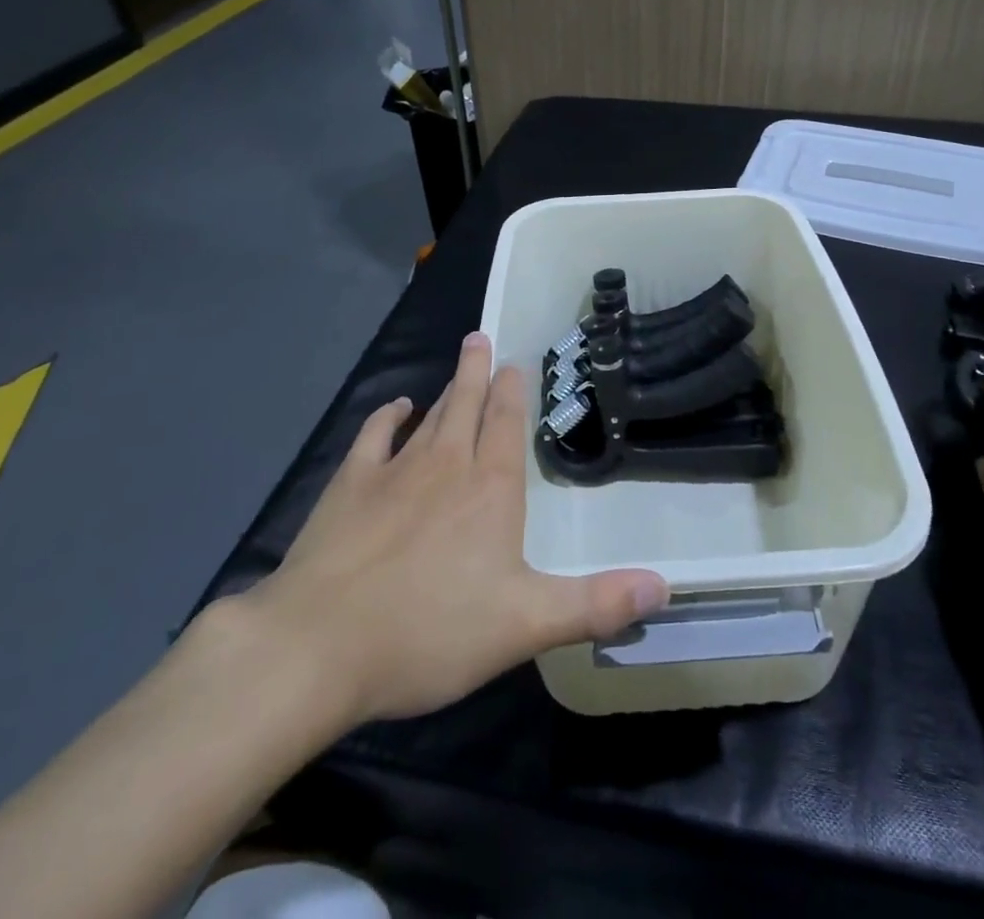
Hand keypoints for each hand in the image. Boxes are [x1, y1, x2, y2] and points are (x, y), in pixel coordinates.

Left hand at [229, 332, 668, 726]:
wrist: (318, 646)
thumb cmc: (430, 632)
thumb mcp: (525, 624)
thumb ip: (595, 604)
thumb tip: (665, 584)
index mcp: (489, 489)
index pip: (506, 425)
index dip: (512, 392)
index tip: (514, 363)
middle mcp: (445, 465)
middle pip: (465, 405)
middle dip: (477, 371)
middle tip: (481, 337)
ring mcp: (393, 471)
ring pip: (428, 416)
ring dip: (445, 390)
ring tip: (457, 366)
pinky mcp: (349, 486)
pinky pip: (373, 436)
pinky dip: (387, 416)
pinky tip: (395, 407)